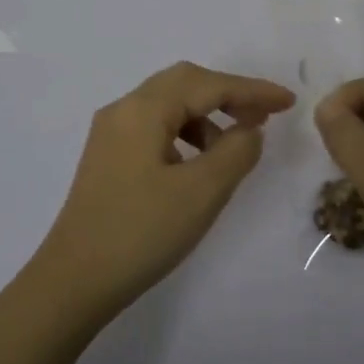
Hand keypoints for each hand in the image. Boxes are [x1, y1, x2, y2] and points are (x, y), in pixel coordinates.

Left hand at [33, 62, 295, 318]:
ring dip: (206, 115)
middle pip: (184, 83)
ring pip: (168, 104)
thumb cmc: (141, 233)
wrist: (74, 281)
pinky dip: (185, 133)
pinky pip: (155, 127)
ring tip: (233, 145)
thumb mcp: (201, 192)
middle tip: (264, 115)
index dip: (251, 90)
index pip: (207, 85)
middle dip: (228, 94)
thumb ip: (236, 151)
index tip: (288, 102)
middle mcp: (123, 109)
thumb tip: (249, 129)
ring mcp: (110, 133)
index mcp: (143, 109)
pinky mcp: (107, 156)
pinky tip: (198, 162)